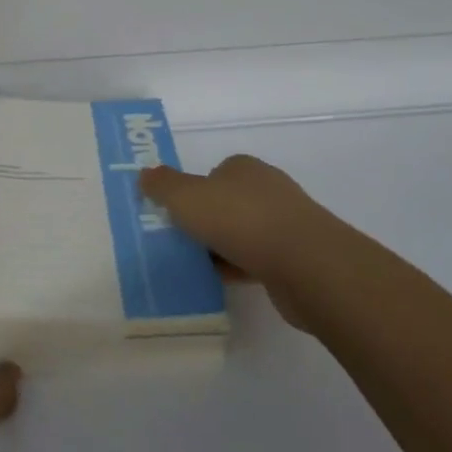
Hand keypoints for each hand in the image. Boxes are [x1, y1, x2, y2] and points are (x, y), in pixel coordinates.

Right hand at [141, 155, 332, 329]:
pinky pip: (256, 260)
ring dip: (221, 248)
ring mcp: (285, 224)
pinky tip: (219, 283)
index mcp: (244, 168)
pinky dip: (237, 269)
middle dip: (205, 221)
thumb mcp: (187, 198)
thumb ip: (163, 185)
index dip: (192, 191)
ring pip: (241, 234)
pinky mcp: (295, 258)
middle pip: (226, 203)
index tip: (174, 214)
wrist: (307, 265)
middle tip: (179, 240)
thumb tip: (145, 174)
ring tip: (194, 265)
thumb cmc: (241, 220)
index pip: (213, 173)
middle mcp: (267, 190)